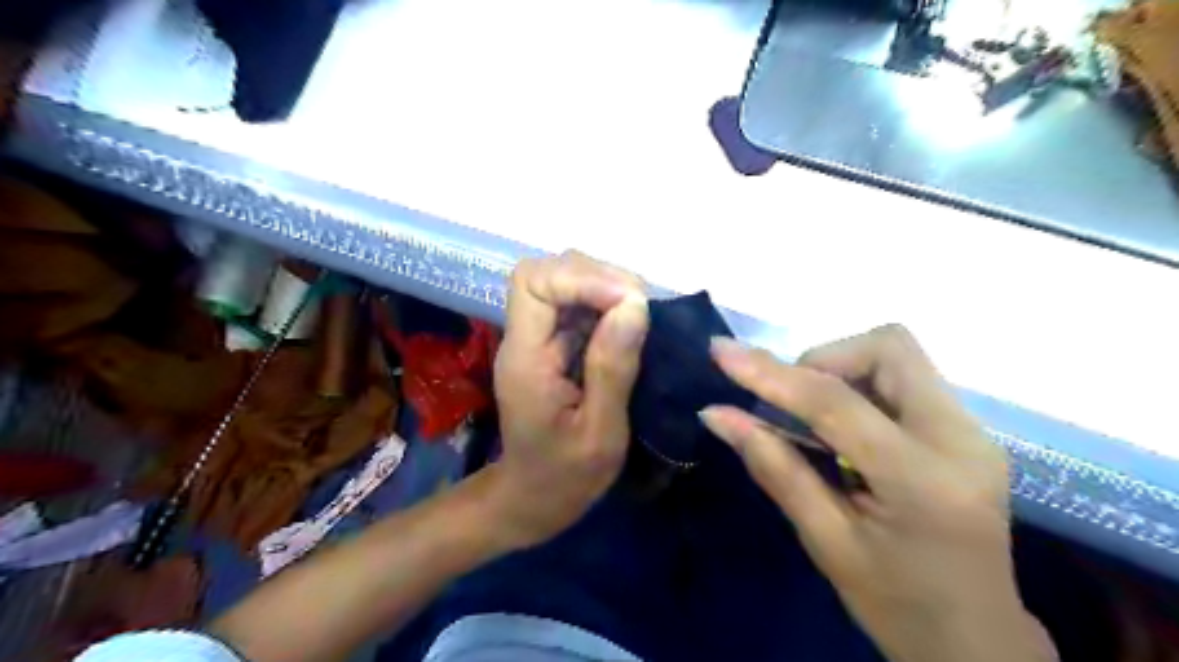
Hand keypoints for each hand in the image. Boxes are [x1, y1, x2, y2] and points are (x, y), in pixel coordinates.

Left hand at [489, 251, 654, 547]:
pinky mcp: (555, 346)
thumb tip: (635, 305)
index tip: (629, 302)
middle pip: (550, 273)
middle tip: (643, 309)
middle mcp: (526, 339)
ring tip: (642, 315)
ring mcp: (539, 340)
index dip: (581, 278)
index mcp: (525, 359)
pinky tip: (631, 327)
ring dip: (607, 288)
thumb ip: (612, 369)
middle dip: (600, 278)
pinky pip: (579, 306)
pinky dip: (608, 305)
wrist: (534, 499)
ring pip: (566, 283)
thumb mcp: (599, 433)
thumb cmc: (565, 477)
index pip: (533, 283)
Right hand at [698, 324, 1059, 661]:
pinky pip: (903, 378)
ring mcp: (971, 430)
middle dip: (822, 360)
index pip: (836, 402)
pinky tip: (841, 428)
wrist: (977, 641)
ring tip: (810, 418)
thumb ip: (773, 467)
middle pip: (887, 347)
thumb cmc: (895, 604)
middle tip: (788, 402)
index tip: (722, 353)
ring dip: (840, 370)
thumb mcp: (824, 541)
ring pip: (896, 355)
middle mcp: (960, 439)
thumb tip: (718, 414)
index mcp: (923, 480)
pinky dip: (859, 386)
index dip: (771, 372)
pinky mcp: (966, 430)